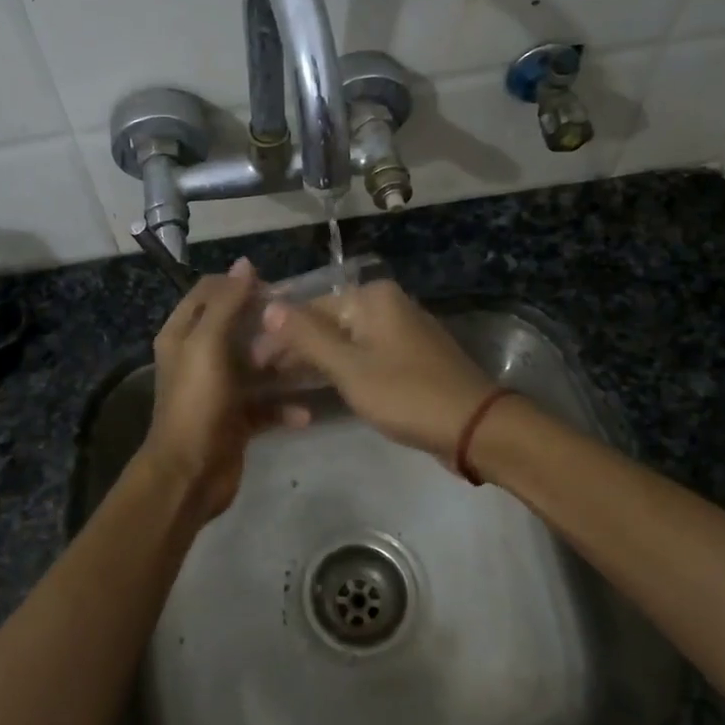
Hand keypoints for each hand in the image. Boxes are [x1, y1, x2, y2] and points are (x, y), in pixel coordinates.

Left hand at [143, 260, 307, 523]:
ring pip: (255, 366)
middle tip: (302, 321)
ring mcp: (218, 389)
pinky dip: (284, 407)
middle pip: (237, 327)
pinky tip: (306, 411)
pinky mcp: (237, 419)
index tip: (275, 289)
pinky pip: (266, 405)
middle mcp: (198, 357)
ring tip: (310, 360)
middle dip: (267, 324)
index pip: (209, 292)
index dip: (239, 284)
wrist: (190, 474)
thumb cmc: (196, 402)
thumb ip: (226, 303)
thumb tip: (244, 264)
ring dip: (281, 364)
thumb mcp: (207, 345)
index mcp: (183, 334)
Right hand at [254, 280, 496, 463]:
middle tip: (261, 376)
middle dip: (294, 348)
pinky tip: (318, 387)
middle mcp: (387, 305)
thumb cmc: (407, 393)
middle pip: (327, 322)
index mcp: (372, 298)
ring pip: (345, 340)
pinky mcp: (408, 357)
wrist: (474, 426)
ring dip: (315, 360)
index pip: (309, 308)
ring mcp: (400, 331)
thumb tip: (268, 305)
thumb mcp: (350, 366)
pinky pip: (364, 355)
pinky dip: (341, 369)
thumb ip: (307, 336)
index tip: (249, 361)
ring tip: (281, 383)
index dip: (278, 334)